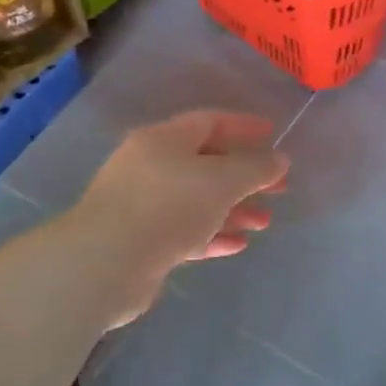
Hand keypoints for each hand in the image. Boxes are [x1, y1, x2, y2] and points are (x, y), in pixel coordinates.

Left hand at [66, 111, 288, 324]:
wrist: (105, 263)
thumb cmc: (168, 206)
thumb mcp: (222, 181)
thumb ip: (255, 168)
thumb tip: (279, 159)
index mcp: (164, 140)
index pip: (210, 121)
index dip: (243, 126)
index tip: (272, 134)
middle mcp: (150, 166)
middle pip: (206, 164)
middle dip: (245, 176)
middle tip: (279, 188)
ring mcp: (142, 205)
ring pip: (197, 201)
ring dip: (233, 209)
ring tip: (264, 222)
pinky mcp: (140, 241)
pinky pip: (184, 232)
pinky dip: (212, 235)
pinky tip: (238, 245)